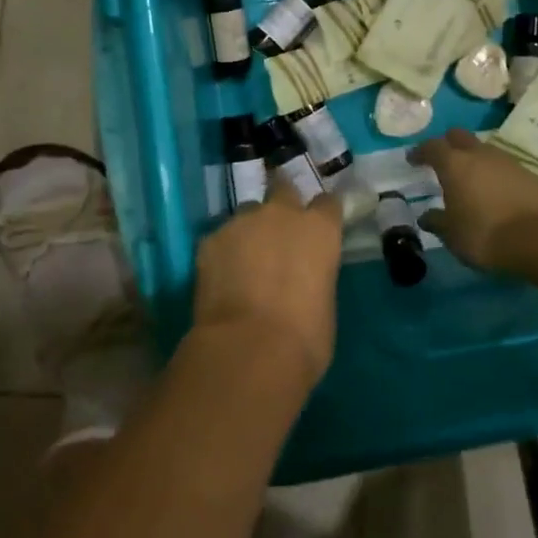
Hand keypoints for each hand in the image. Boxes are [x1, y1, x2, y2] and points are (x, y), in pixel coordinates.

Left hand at [192, 175, 343, 383]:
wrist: (248, 348)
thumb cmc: (304, 338)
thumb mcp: (325, 304)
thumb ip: (315, 277)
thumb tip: (304, 281)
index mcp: (320, 229)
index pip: (327, 203)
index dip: (322, 215)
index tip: (319, 228)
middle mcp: (281, 214)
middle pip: (284, 189)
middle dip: (283, 204)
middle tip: (279, 232)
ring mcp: (242, 222)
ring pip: (248, 213)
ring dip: (251, 230)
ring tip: (245, 261)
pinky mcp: (210, 239)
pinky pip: (221, 238)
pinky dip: (224, 252)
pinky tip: (222, 278)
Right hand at [408, 128, 537, 273]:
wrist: (536, 240)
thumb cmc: (483, 235)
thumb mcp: (451, 234)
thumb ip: (436, 222)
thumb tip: (426, 217)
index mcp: (454, 165)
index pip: (432, 147)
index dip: (420, 152)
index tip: (413, 160)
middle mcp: (480, 155)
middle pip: (459, 137)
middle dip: (448, 145)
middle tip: (443, 162)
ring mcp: (508, 161)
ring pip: (485, 150)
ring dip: (475, 160)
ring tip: (472, 180)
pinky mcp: (529, 174)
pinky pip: (506, 168)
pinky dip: (497, 175)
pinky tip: (498, 193)